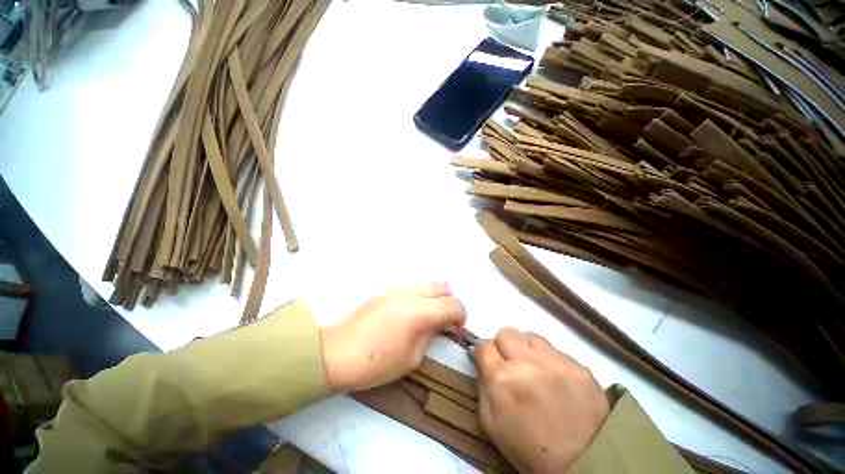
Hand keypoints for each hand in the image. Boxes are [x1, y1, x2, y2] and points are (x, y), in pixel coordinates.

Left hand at [320, 281, 465, 391]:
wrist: (338, 353)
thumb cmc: (376, 363)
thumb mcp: (412, 357)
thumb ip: (431, 334)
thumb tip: (441, 324)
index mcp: (419, 312)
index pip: (453, 304)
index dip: (461, 316)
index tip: (456, 329)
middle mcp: (411, 293)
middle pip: (443, 286)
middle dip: (450, 302)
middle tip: (444, 321)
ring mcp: (398, 288)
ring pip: (428, 283)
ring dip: (435, 297)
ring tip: (428, 316)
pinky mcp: (387, 289)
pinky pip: (413, 287)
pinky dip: (421, 296)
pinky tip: (411, 313)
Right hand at [475, 327, 608, 473]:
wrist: (584, 464)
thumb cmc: (529, 448)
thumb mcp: (491, 423)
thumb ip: (483, 386)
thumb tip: (483, 363)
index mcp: (501, 378)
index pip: (484, 345)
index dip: (485, 353)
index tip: (489, 362)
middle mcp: (525, 362)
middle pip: (506, 333)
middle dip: (504, 345)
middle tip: (511, 363)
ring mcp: (554, 361)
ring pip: (530, 336)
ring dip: (526, 349)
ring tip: (534, 368)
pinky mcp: (577, 365)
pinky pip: (554, 350)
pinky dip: (549, 359)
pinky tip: (555, 379)